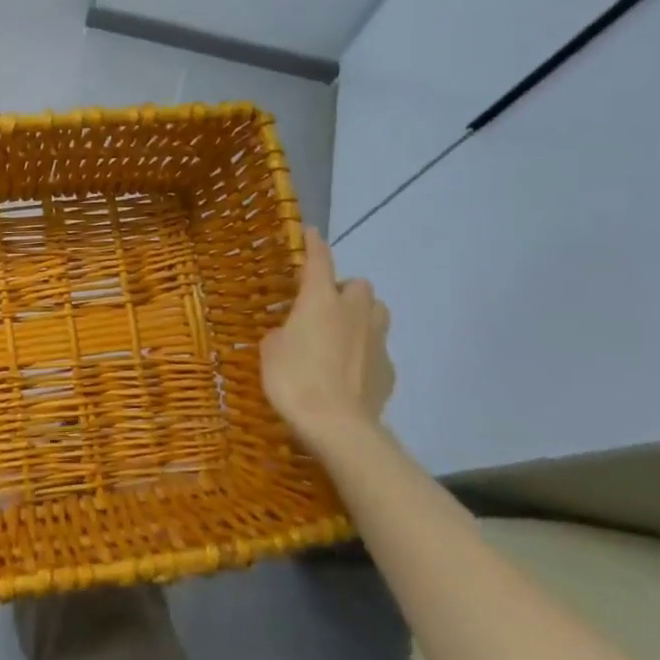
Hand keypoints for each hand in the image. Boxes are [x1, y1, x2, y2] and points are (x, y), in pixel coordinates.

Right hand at [261, 235, 394, 453]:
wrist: (337, 426)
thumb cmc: (294, 379)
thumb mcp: (271, 351)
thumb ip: (282, 334)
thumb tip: (291, 335)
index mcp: (320, 300)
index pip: (319, 260)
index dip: (315, 245)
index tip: (312, 233)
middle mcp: (354, 311)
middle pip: (358, 285)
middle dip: (343, 291)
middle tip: (324, 308)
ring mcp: (376, 340)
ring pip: (376, 312)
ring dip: (361, 315)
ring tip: (342, 334)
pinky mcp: (389, 369)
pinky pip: (378, 349)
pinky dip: (365, 352)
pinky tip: (350, 371)